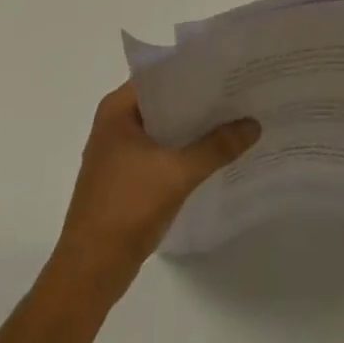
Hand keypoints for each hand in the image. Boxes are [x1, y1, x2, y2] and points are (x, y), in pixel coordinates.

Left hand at [49, 81, 259, 299]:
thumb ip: (216, 147)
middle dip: (200, 102)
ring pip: (164, 129)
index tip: (229, 70)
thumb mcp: (177, 173)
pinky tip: (213, 156)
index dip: (195, 72)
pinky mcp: (125, 178)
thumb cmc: (126, 208)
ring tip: (234, 120)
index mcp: (117, 109)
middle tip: (239, 94)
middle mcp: (115, 123)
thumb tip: (253, 124)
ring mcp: (118, 153)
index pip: (161, 76)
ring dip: (193, 129)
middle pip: (165, 102)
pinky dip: (183, 152)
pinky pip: (160, 153)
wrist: (90, 271)